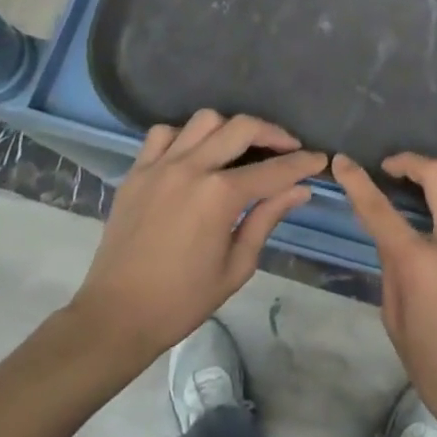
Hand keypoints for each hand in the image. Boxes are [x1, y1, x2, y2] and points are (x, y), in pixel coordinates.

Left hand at [69, 111, 326, 367]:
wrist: (116, 317)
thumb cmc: (182, 300)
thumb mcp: (236, 266)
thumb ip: (267, 219)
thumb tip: (299, 190)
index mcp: (219, 196)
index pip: (273, 170)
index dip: (302, 163)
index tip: (319, 159)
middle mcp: (192, 168)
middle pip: (242, 127)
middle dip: (273, 132)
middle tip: (288, 147)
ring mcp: (161, 165)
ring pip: (204, 120)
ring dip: (229, 128)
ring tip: (239, 147)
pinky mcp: (137, 171)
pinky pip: (163, 133)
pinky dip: (184, 135)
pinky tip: (194, 154)